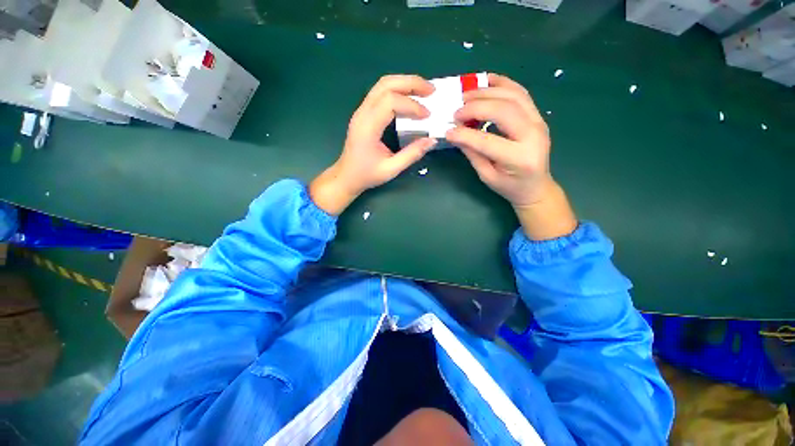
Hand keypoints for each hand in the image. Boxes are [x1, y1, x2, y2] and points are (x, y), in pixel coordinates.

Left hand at [310, 75, 437, 214]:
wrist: (346, 176)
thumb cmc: (366, 174)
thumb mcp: (391, 169)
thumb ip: (412, 154)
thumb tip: (432, 140)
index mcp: (368, 127)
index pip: (390, 102)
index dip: (412, 105)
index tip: (427, 116)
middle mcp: (362, 113)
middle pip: (386, 84)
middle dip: (411, 83)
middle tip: (431, 90)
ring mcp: (361, 111)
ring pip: (382, 85)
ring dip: (404, 83)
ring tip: (423, 91)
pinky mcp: (364, 113)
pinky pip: (380, 93)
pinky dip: (397, 91)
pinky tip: (409, 98)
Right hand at [446, 74, 576, 239]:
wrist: (536, 186)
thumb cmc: (510, 186)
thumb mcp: (487, 176)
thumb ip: (473, 154)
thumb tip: (456, 134)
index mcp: (519, 158)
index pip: (487, 141)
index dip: (465, 135)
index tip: (448, 131)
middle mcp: (533, 135)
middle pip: (504, 110)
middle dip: (476, 107)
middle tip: (457, 111)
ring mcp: (539, 121)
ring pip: (513, 96)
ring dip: (487, 91)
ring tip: (466, 95)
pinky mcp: (537, 115)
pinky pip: (521, 93)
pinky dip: (503, 83)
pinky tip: (486, 80)